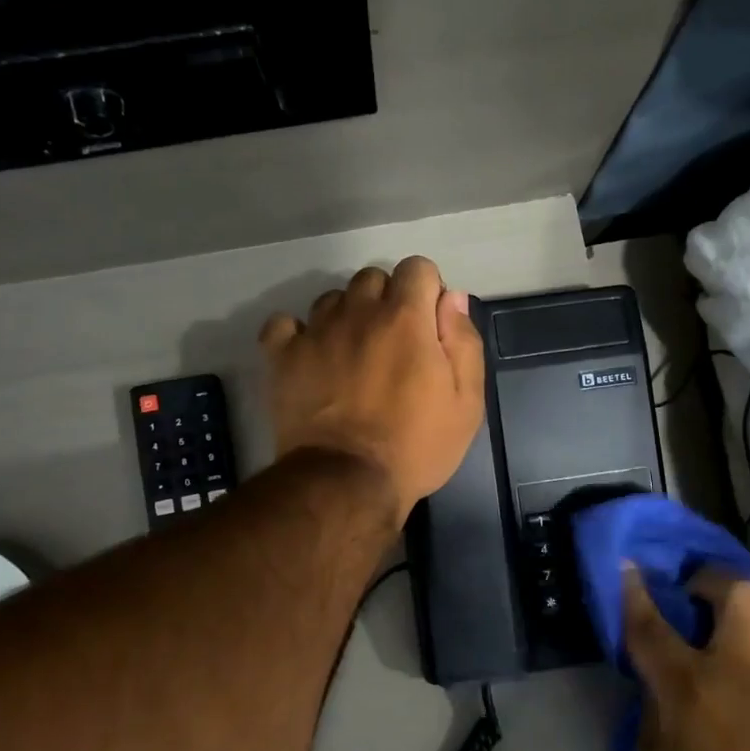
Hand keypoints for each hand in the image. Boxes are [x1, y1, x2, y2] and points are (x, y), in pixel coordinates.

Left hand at [259, 257, 485, 524]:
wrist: (346, 482)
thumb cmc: (417, 446)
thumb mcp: (466, 403)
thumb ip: (464, 342)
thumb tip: (451, 299)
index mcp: (406, 317)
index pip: (417, 268)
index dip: (427, 292)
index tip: (429, 328)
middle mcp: (358, 311)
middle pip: (373, 278)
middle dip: (387, 301)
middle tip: (393, 346)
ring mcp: (316, 331)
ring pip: (332, 299)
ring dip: (347, 317)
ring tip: (352, 356)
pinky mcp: (283, 356)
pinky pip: (284, 324)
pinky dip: (297, 334)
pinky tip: (310, 356)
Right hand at [622, 567, 749, 750]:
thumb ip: (653, 700)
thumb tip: (659, 670)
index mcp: (690, 686)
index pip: (653, 623)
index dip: (636, 591)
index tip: (629, 565)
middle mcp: (743, 669)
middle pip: (738, 591)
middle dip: (714, 580)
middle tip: (700, 594)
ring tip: (740, 632)